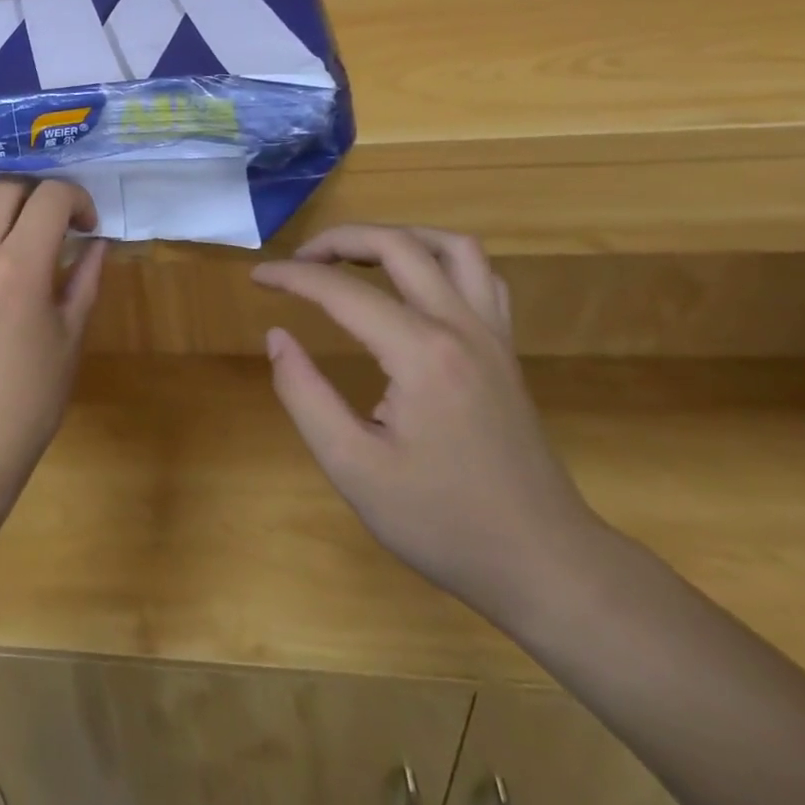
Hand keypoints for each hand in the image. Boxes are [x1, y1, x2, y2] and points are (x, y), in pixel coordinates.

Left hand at [0, 180, 106, 497]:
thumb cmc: (29, 399)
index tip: (84, 225)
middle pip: (6, 188)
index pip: (52, 196)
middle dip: (37, 199)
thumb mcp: (71, 338)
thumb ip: (85, 279)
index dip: (76, 199)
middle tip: (47, 229)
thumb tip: (98, 240)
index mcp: (21, 266)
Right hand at [254, 224, 607, 628]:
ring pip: (451, 246)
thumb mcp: (354, 469)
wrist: (546, 566)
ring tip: (356, 256)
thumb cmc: (444, 523)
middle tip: (299, 261)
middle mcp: (461, 328)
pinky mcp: (506, 349)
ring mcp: (492, 335)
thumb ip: (305, 396)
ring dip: (397, 237)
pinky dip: (441, 259)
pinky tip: (415, 281)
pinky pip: (481, 276)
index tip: (257, 277)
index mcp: (421, 355)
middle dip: (339, 240)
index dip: (292, 277)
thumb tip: (277, 337)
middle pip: (398, 246)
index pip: (341, 291)